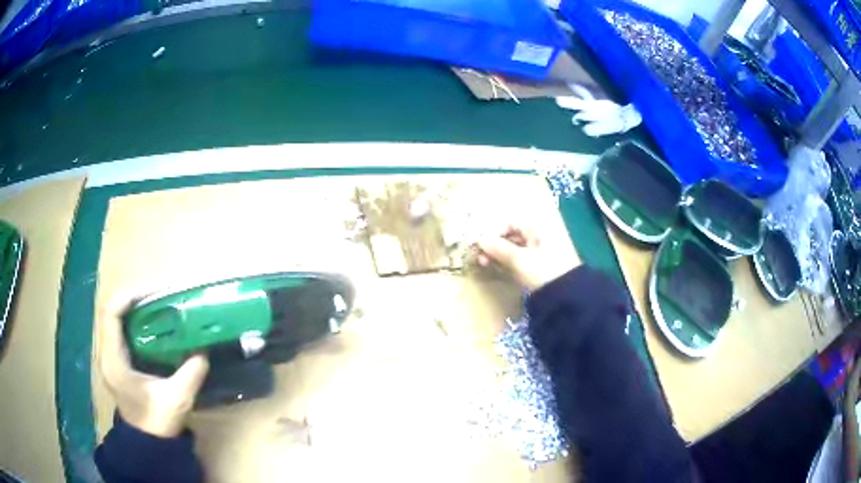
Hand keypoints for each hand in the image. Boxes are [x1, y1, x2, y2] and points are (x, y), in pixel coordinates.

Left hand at [96, 292, 209, 437]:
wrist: (148, 445)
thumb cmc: (158, 423)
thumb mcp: (177, 400)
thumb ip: (190, 374)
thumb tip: (203, 350)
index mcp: (114, 361)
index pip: (111, 314)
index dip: (128, 296)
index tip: (152, 292)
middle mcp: (106, 355)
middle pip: (112, 313)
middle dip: (133, 299)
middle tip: (158, 297)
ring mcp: (109, 359)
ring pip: (115, 321)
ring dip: (133, 310)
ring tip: (156, 306)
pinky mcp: (116, 363)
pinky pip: (120, 332)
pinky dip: (134, 323)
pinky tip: (152, 327)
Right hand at [476, 224, 579, 290]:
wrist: (568, 295)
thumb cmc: (543, 271)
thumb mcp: (519, 260)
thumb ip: (498, 248)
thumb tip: (480, 240)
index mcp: (537, 226)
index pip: (509, 222)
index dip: (493, 232)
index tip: (481, 246)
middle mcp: (540, 233)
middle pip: (512, 233)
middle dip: (495, 244)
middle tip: (480, 258)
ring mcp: (543, 248)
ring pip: (516, 246)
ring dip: (500, 254)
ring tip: (486, 264)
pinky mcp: (544, 262)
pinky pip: (522, 256)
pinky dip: (510, 261)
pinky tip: (500, 269)